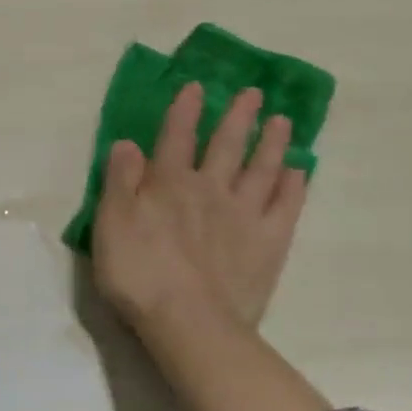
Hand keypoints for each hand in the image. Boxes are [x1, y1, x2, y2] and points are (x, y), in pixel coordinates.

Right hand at [92, 82, 328, 410]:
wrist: (189, 324)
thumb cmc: (139, 273)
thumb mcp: (111, 223)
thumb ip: (119, 180)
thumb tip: (127, 143)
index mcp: (168, 182)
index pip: (177, 136)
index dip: (184, 109)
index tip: (196, 86)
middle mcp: (209, 188)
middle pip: (225, 144)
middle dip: (237, 116)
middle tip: (253, 93)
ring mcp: (244, 215)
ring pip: (261, 168)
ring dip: (271, 142)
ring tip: (282, 120)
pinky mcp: (269, 244)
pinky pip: (285, 206)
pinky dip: (294, 185)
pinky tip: (301, 169)